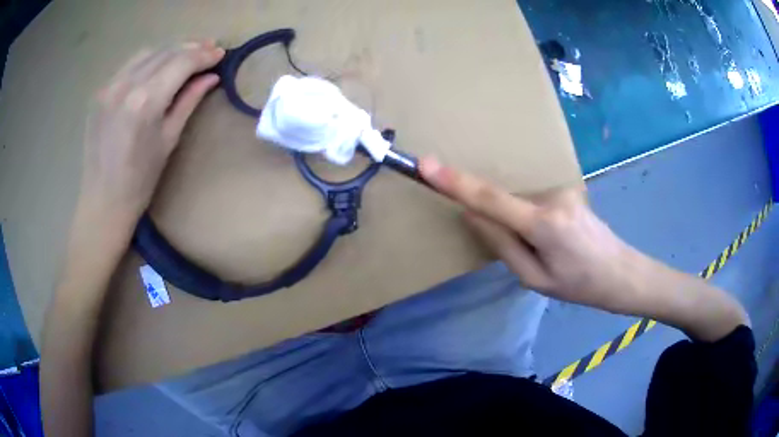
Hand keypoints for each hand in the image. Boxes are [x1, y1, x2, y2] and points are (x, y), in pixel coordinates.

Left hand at [80, 40, 224, 225]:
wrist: (102, 201)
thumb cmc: (140, 180)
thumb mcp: (169, 139)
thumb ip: (188, 101)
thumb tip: (211, 76)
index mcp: (145, 102)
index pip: (181, 62)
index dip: (204, 55)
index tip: (221, 53)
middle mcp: (126, 85)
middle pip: (165, 52)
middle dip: (191, 47)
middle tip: (210, 48)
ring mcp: (109, 86)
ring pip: (148, 53)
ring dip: (170, 49)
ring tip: (188, 53)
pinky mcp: (100, 91)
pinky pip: (130, 65)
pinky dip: (149, 60)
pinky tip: (159, 66)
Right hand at [420, 157, 645, 312]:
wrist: (621, 273)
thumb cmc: (579, 286)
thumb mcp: (535, 279)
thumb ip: (501, 245)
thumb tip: (472, 214)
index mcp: (543, 224)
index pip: (490, 199)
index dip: (456, 183)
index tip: (427, 165)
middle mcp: (552, 197)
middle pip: (506, 202)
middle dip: (502, 224)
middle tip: (531, 255)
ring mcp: (562, 189)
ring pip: (520, 202)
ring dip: (520, 223)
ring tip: (549, 250)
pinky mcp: (567, 188)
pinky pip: (534, 200)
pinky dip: (531, 217)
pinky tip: (555, 239)